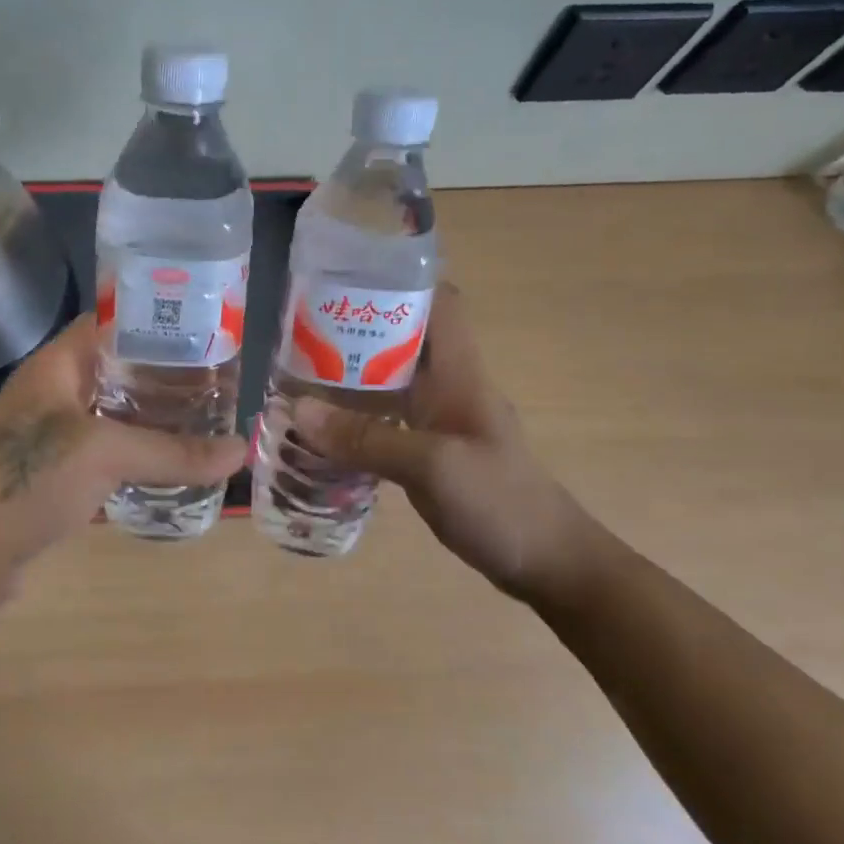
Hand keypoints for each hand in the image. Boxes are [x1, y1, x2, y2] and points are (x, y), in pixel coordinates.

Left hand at [0, 313, 246, 570]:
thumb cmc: (32, 480)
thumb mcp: (105, 454)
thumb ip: (173, 452)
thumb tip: (242, 451)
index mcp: (53, 367)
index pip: (104, 323)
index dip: (148, 320)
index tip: (198, 329)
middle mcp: (49, 393)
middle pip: (112, 369)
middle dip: (158, 373)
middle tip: (211, 378)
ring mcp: (48, 434)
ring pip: (108, 412)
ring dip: (147, 414)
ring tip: (199, 416)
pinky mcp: (53, 472)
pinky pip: (101, 449)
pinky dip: (132, 450)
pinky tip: (165, 460)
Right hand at [292, 285, 607, 606]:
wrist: (546, 562)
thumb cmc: (500, 502)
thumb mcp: (432, 466)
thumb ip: (367, 438)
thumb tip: (298, 410)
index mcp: (460, 373)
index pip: (439, 303)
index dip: (399, 283)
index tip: (345, 282)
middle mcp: (449, 387)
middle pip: (404, 339)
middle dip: (357, 330)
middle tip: (299, 333)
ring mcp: (440, 421)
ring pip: (391, 382)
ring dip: (351, 376)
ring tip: (297, 375)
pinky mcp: (430, 453)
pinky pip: (386, 422)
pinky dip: (356, 419)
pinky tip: (322, 430)